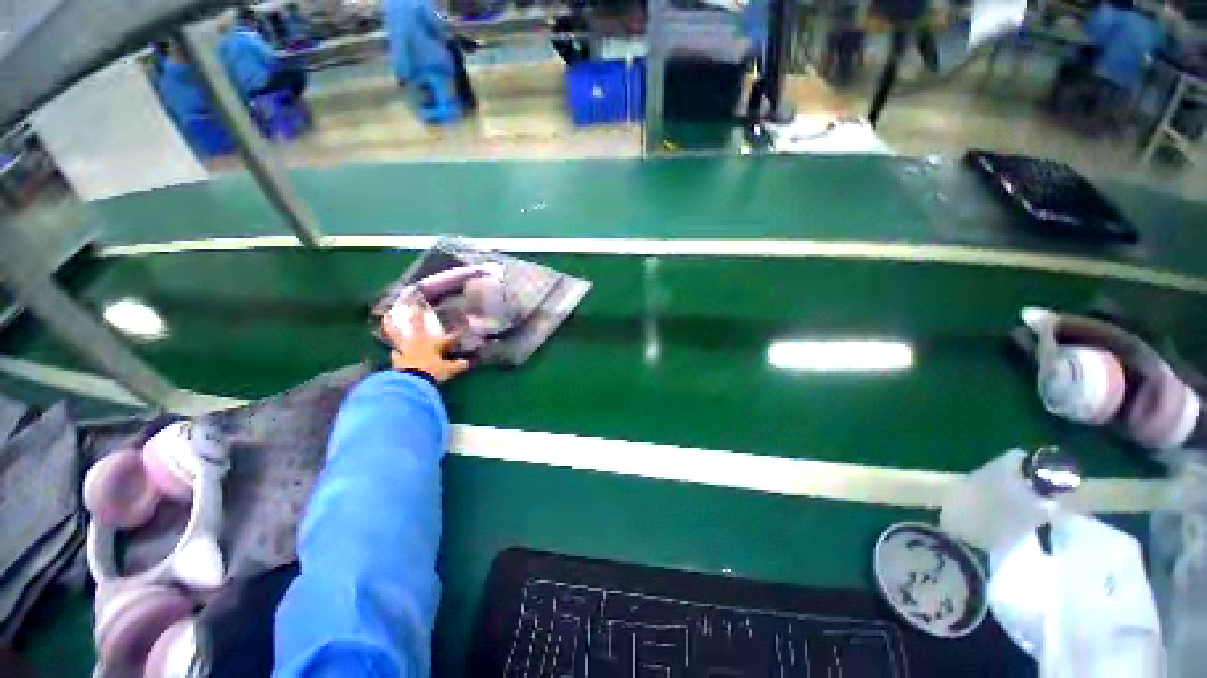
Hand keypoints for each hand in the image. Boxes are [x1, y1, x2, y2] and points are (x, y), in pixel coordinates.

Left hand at [382, 306, 469, 383]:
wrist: (412, 382)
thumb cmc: (432, 371)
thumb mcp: (448, 369)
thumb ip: (457, 365)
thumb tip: (466, 362)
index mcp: (432, 344)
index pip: (445, 339)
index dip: (452, 337)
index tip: (457, 332)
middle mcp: (418, 343)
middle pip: (416, 327)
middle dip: (416, 317)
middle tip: (413, 306)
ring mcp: (405, 351)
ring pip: (399, 336)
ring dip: (393, 328)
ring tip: (387, 319)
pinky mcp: (397, 361)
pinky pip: (395, 354)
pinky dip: (395, 352)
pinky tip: (393, 351)